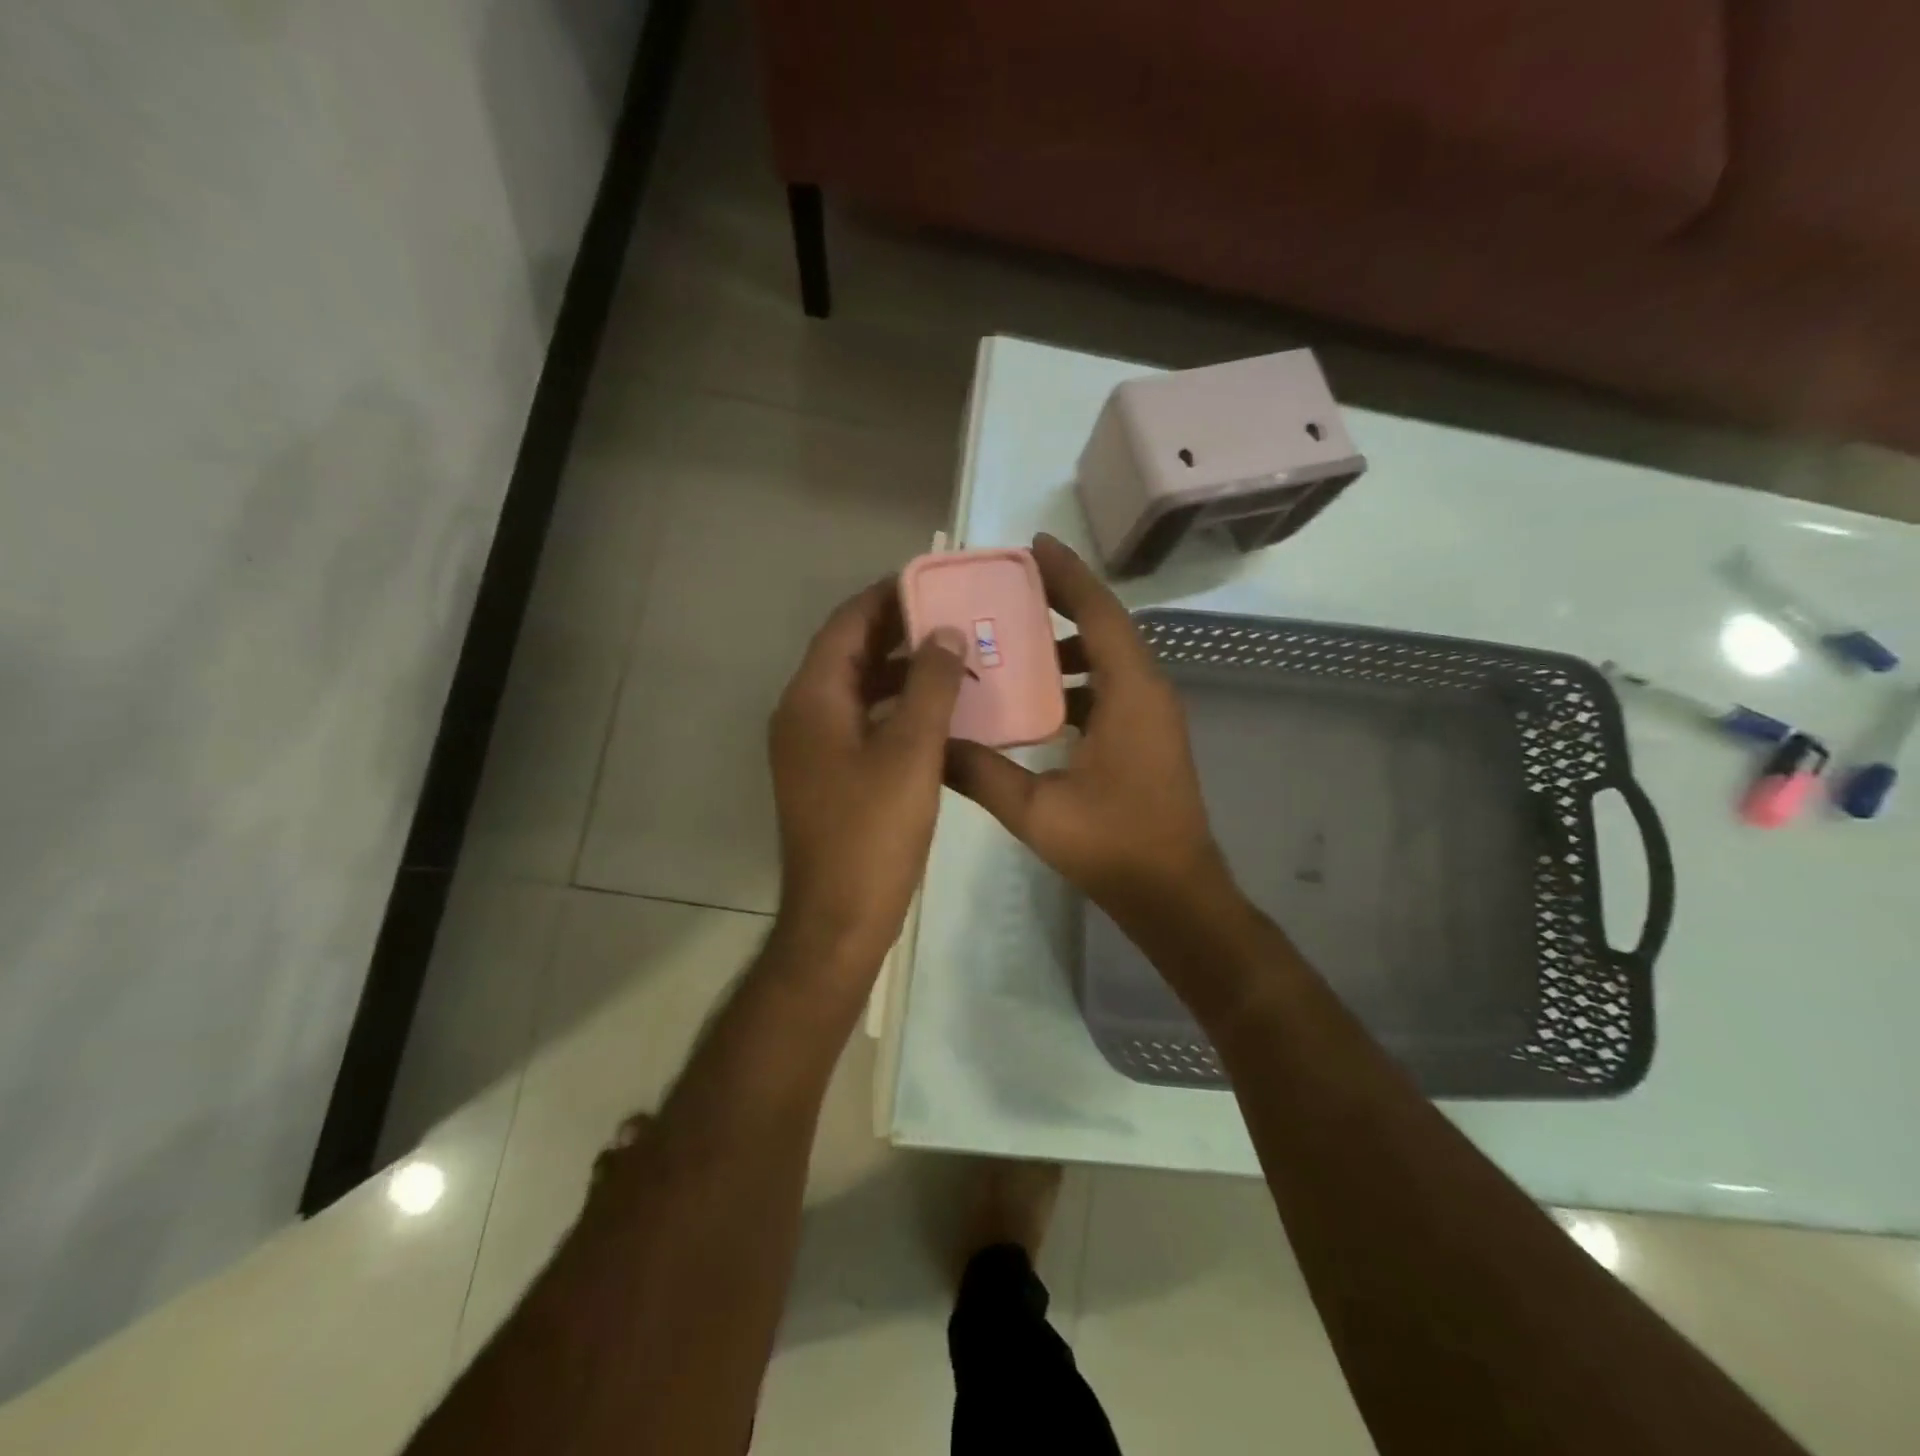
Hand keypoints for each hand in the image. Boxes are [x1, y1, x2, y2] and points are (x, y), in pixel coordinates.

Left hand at [768, 580, 969, 980]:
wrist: (839, 918)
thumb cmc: (874, 832)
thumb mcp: (912, 751)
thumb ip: (930, 684)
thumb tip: (944, 631)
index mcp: (812, 699)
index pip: (846, 624)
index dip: (886, 597)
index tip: (932, 579)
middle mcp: (802, 715)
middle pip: (850, 654)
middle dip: (898, 631)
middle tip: (954, 615)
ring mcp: (812, 748)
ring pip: (859, 690)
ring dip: (901, 671)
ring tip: (955, 657)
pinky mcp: (828, 776)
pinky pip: (863, 723)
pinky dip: (897, 709)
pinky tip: (939, 713)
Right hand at [944, 534, 1230, 924]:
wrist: (1175, 895)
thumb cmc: (1114, 846)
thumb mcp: (1036, 811)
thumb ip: (980, 772)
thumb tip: (931, 743)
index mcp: (1130, 693)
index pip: (1099, 612)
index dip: (1067, 575)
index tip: (1034, 545)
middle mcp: (1147, 691)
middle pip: (1105, 626)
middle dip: (1061, 601)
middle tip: (1007, 588)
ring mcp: (1151, 716)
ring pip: (1108, 659)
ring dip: (1066, 644)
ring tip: (1012, 640)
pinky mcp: (1146, 738)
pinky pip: (1109, 689)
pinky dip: (1074, 681)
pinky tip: (1035, 701)